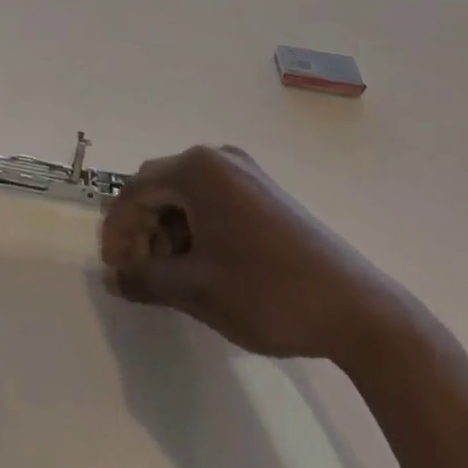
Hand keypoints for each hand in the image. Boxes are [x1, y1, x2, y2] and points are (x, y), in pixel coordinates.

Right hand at [99, 144, 401, 365]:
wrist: (356, 310)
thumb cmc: (266, 292)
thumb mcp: (196, 289)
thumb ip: (145, 280)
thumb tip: (112, 278)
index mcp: (197, 168)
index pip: (137, 191)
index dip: (118, 230)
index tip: (111, 268)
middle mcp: (218, 157)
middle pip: (160, 187)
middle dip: (142, 230)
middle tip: (136, 273)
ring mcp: (245, 172)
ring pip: (186, 195)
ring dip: (168, 231)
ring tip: (169, 275)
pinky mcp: (264, 192)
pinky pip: (212, 200)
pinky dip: (195, 228)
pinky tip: (200, 263)